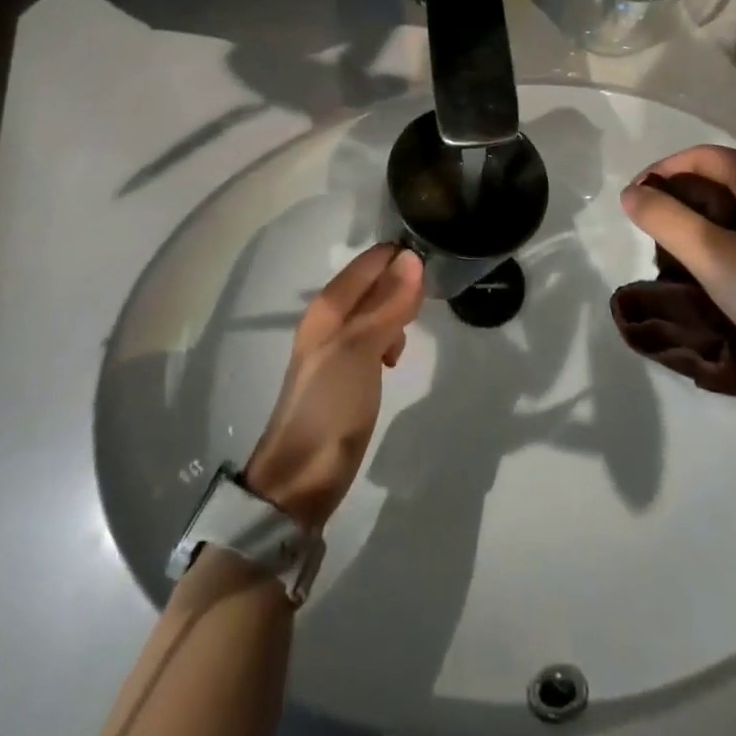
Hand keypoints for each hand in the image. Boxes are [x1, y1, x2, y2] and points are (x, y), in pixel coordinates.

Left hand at [243, 244, 424, 529]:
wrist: (301, 478)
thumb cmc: (330, 406)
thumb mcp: (361, 350)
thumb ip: (386, 304)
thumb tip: (412, 258)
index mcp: (328, 306)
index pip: (370, 261)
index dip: (401, 258)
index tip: (434, 268)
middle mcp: (329, 318)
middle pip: (373, 282)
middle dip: (402, 286)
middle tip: (424, 308)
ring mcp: (336, 345)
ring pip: (376, 309)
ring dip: (397, 313)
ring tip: (408, 335)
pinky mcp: (345, 371)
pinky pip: (374, 335)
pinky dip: (389, 338)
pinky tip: (394, 358)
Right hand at [619, 146, 735, 427]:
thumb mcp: (715, 259)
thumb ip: (666, 219)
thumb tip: (632, 193)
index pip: (704, 157)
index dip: (662, 172)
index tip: (634, 203)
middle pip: (725, 177)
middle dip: (683, 197)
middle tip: (654, 231)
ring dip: (706, 219)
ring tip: (680, 252)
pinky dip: (732, 237)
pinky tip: (722, 270)